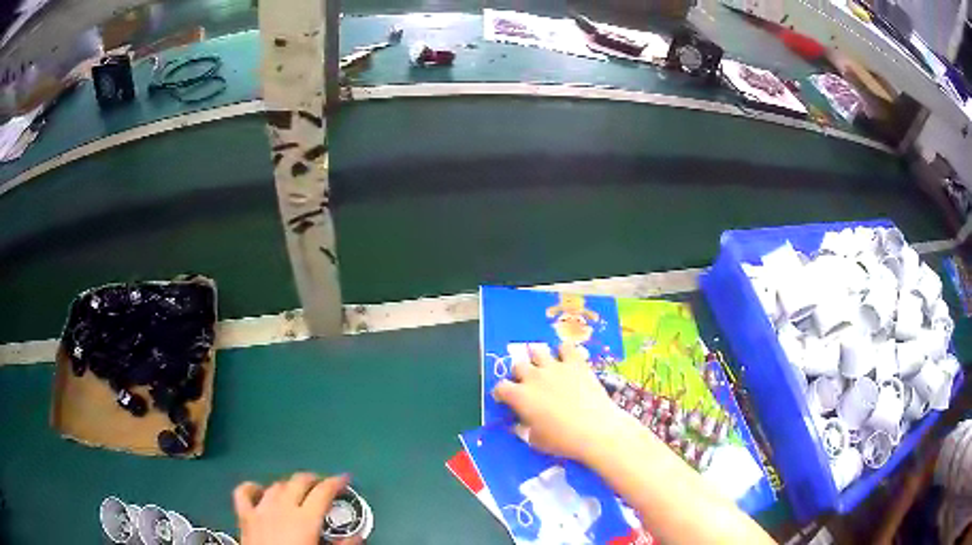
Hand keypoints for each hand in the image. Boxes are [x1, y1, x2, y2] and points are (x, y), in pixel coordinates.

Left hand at [234, 473, 361, 544]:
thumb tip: (358, 536)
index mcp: (305, 519)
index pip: (323, 492)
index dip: (336, 482)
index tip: (345, 478)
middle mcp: (283, 507)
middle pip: (298, 481)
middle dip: (313, 479)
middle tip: (323, 485)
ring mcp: (260, 509)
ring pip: (275, 486)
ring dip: (288, 486)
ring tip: (297, 492)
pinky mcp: (244, 516)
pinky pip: (243, 492)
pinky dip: (252, 487)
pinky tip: (260, 491)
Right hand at [491, 344, 631, 463]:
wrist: (596, 430)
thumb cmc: (563, 440)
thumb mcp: (536, 441)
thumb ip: (524, 429)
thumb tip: (520, 424)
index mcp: (519, 397)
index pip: (500, 387)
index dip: (502, 393)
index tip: (507, 400)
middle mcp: (533, 377)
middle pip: (518, 366)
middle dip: (520, 374)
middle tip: (528, 385)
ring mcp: (554, 367)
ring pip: (537, 351)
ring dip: (538, 360)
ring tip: (545, 368)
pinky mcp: (575, 363)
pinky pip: (565, 347)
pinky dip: (564, 351)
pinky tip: (567, 360)